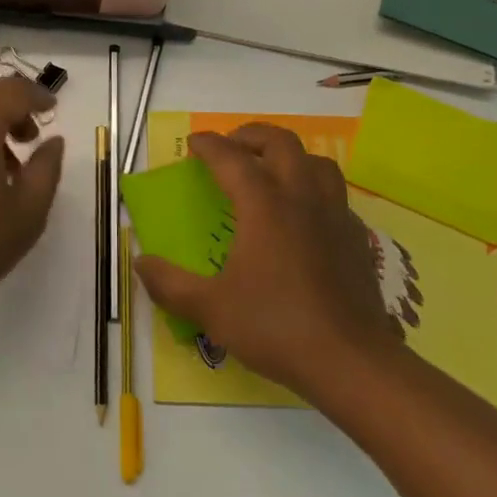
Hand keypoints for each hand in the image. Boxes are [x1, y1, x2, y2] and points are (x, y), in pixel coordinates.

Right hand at [134, 125, 398, 398]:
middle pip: (281, 143)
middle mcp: (301, 197)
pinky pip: (335, 195)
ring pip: (317, 161)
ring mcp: (334, 215)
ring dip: (290, 155)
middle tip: (231, 147)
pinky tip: (304, 215)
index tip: (193, 143)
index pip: (231, 158)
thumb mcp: (211, 309)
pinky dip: (314, 189)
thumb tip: (140, 262)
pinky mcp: (356, 238)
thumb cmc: (276, 326)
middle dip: (251, 135)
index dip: (208, 145)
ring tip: (270, 171)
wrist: (351, 361)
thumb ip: (170, 284)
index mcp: (264, 205)